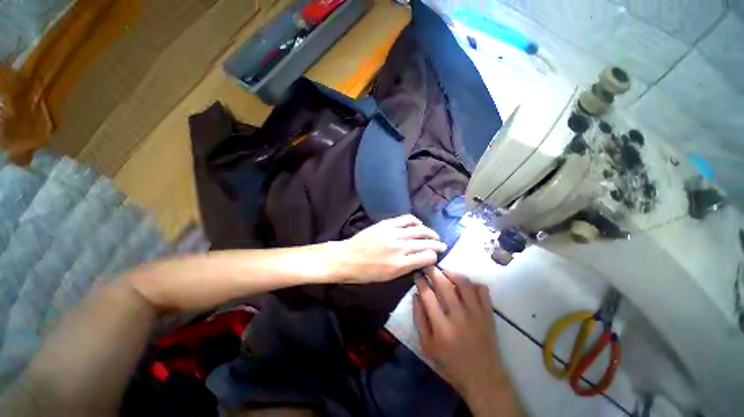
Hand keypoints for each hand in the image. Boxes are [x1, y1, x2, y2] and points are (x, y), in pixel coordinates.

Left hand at [336, 215, 446, 283]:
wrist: (347, 258)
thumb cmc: (367, 272)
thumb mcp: (389, 277)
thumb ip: (407, 268)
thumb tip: (421, 259)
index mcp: (400, 264)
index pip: (426, 257)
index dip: (434, 256)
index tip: (435, 256)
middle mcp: (400, 247)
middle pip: (426, 243)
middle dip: (437, 244)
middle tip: (442, 245)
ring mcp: (393, 233)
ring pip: (419, 230)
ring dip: (429, 232)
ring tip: (434, 234)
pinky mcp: (387, 224)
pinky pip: (406, 219)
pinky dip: (415, 221)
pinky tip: (419, 224)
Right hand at [414, 267, 523, 415]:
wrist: (483, 378)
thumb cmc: (451, 363)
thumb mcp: (427, 346)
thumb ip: (419, 319)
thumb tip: (416, 296)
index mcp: (441, 327)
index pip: (428, 295)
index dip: (420, 281)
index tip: (417, 275)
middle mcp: (459, 316)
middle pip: (444, 284)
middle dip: (433, 271)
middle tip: (428, 266)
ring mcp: (476, 314)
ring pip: (464, 283)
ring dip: (452, 272)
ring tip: (444, 270)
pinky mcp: (489, 314)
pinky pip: (483, 291)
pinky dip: (473, 283)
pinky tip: (465, 283)